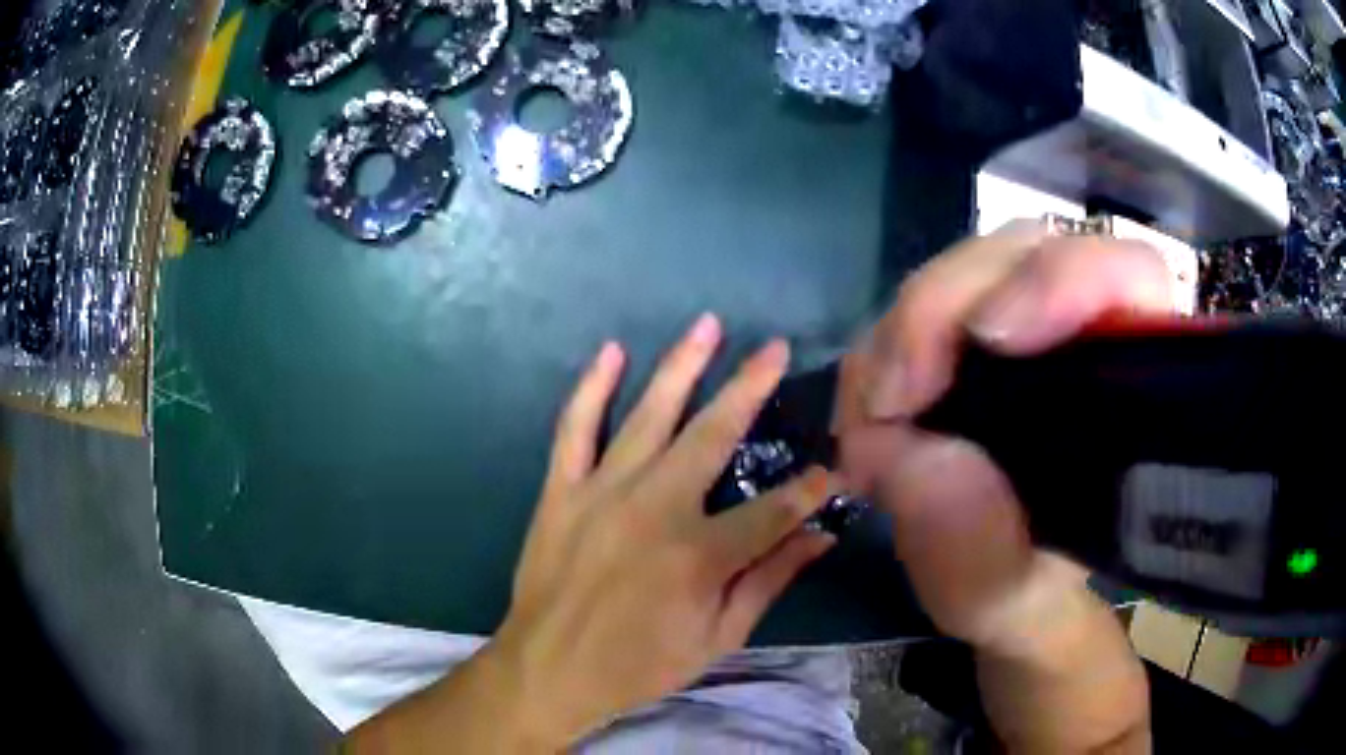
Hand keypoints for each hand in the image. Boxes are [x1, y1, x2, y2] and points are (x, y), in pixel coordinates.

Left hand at [493, 315, 836, 746]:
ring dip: (680, 366)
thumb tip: (821, 536)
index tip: (831, 467)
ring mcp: (601, 492)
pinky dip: (590, 388)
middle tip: (775, 349)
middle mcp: (654, 508)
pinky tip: (611, 352)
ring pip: (648, 415)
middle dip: (750, 388)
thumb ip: (769, 581)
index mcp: (699, 553)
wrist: (549, 669)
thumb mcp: (717, 637)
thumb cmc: (639, 664)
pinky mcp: (561, 490)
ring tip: (706, 325)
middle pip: (712, 435)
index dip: (808, 488)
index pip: (773, 508)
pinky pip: (574, 429)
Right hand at [838, 222, 1174, 651]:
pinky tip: (872, 412)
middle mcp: (1083, 330)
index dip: (1063, 278)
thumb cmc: (1028, 592)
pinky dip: (882, 350)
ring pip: (963, 271)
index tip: (991, 335)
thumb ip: (975, 546)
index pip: (1125, 275)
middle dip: (946, 306)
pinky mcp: (969, 332)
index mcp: (1128, 383)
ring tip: (877, 416)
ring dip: (903, 332)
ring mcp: (1023, 320)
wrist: (1003, 585)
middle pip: (1022, 251)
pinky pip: (917, 306)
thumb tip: (909, 452)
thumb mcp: (1005, 597)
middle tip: (895, 395)